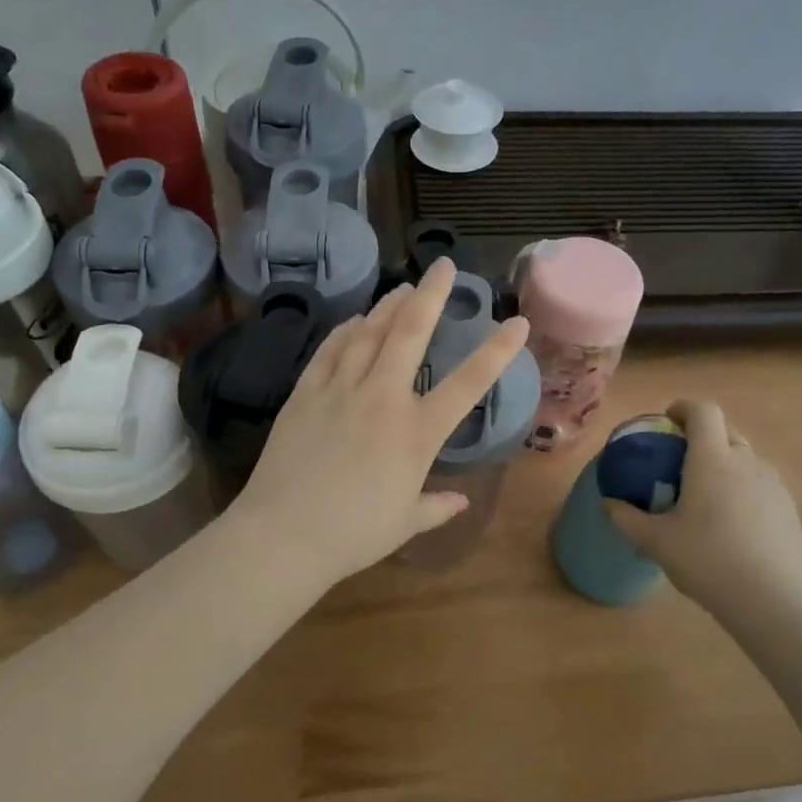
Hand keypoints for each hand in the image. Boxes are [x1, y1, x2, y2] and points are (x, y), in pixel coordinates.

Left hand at [229, 260, 531, 588]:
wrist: (283, 534)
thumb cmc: (353, 534)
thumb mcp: (405, 523)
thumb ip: (437, 507)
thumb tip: (460, 501)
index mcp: (417, 433)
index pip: (468, 384)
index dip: (497, 352)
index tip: (518, 323)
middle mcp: (382, 399)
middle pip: (410, 333)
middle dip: (431, 294)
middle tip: (442, 266)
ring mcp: (340, 390)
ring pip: (368, 333)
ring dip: (388, 306)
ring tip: (402, 288)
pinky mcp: (305, 393)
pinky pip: (329, 351)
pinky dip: (345, 331)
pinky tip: (354, 320)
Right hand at [604, 400, 801, 613]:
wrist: (770, 599)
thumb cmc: (706, 559)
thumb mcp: (655, 541)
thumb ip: (626, 518)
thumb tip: (607, 504)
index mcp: (712, 460)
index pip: (703, 411)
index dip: (684, 408)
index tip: (667, 419)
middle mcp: (746, 462)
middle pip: (726, 430)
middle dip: (702, 436)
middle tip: (680, 460)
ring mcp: (773, 485)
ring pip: (746, 459)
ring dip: (725, 464)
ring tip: (706, 496)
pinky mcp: (789, 510)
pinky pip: (761, 486)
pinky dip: (743, 490)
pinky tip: (732, 524)